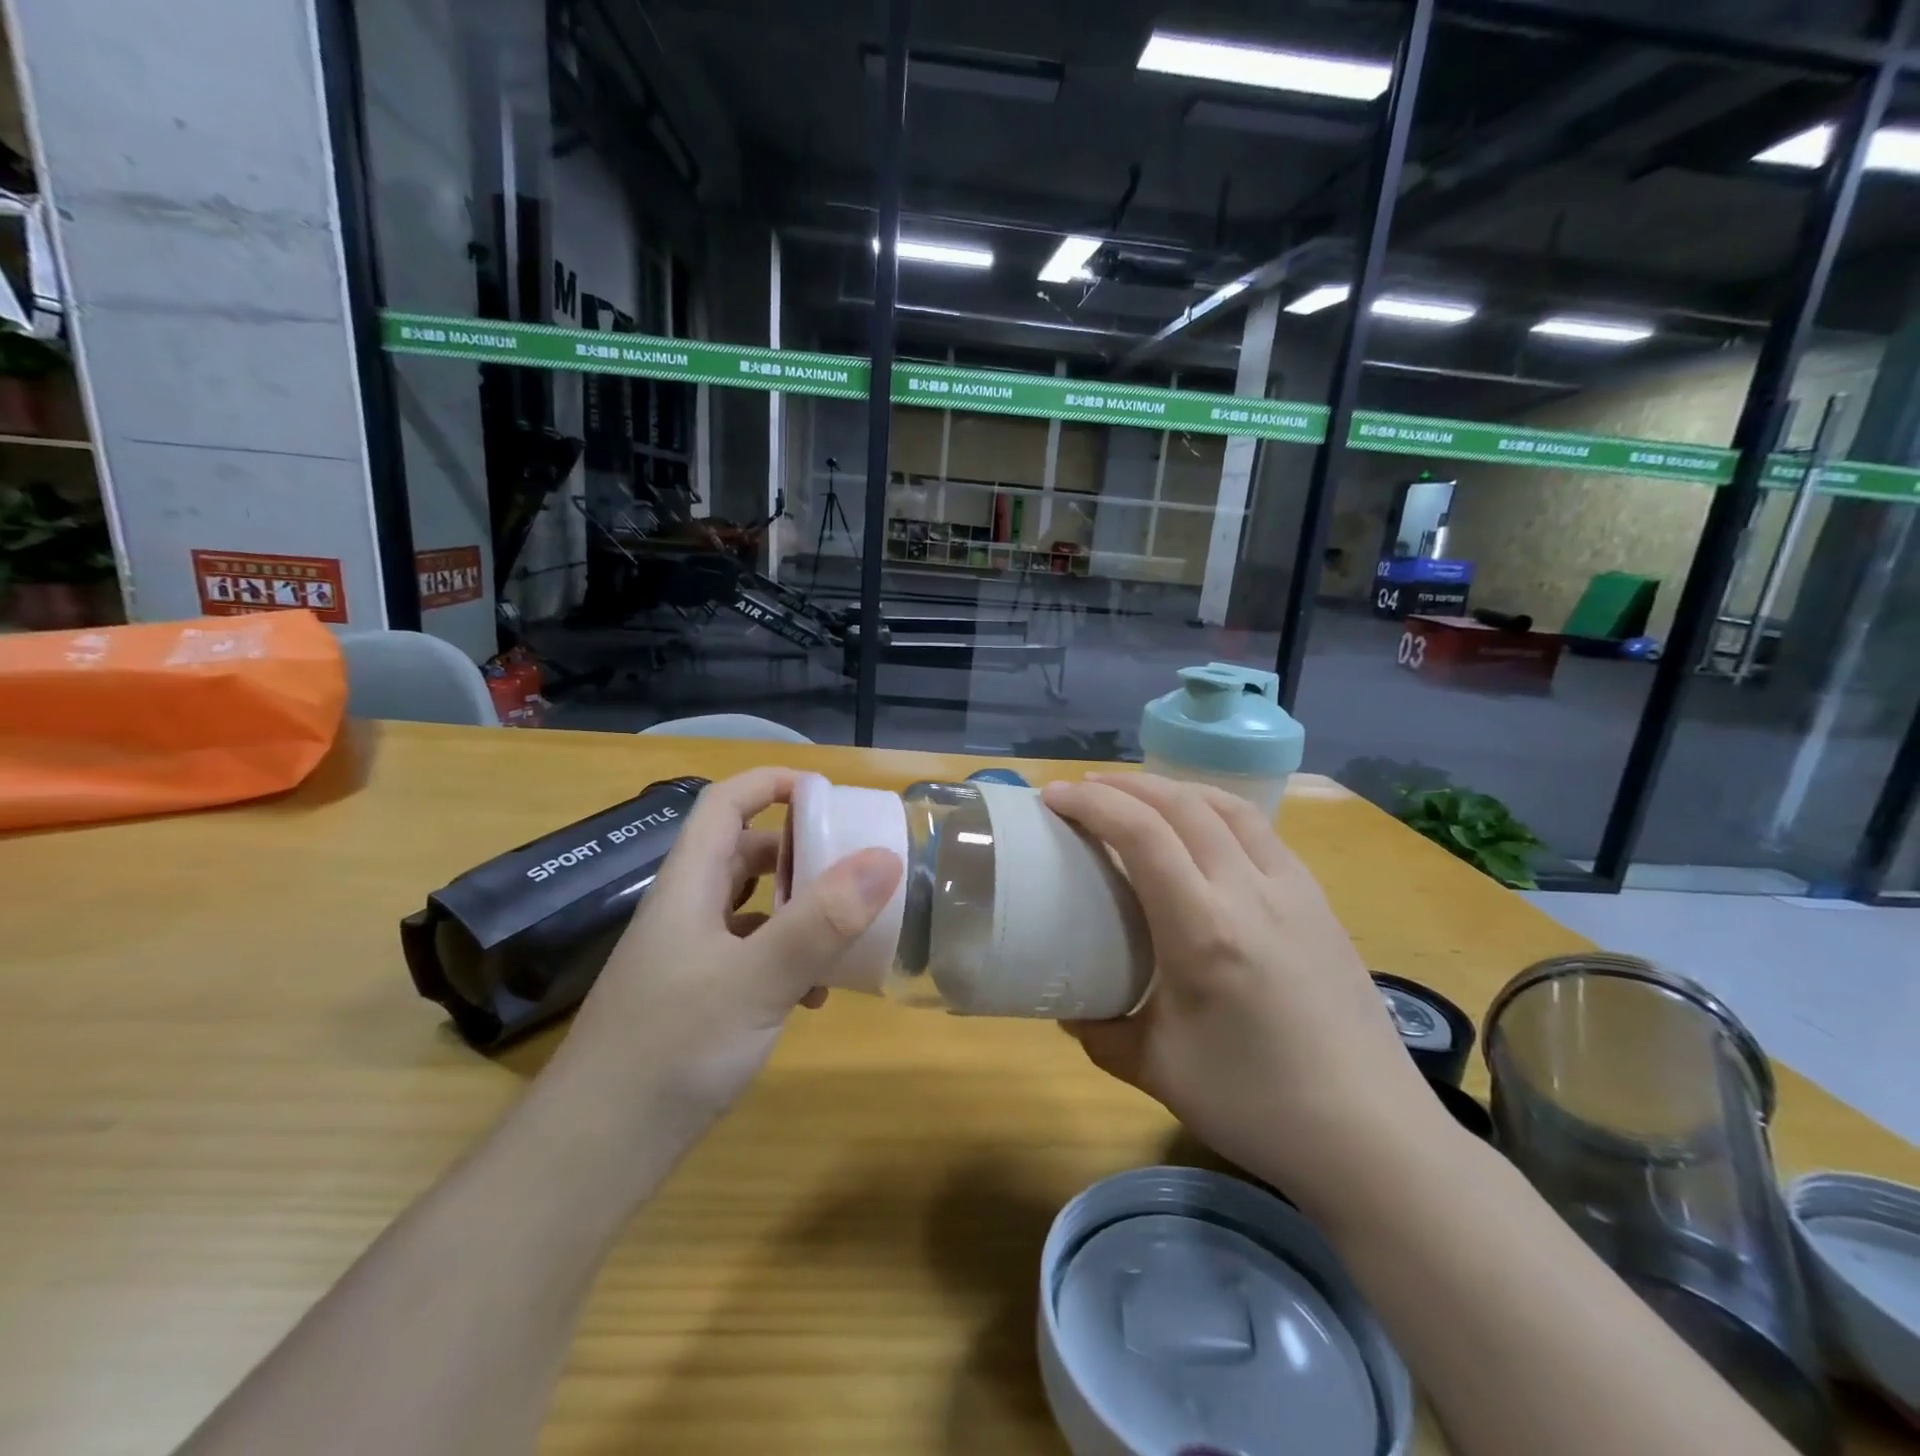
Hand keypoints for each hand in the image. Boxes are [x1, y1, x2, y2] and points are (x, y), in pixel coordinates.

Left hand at [545, 767, 901, 1132]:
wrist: (593, 1154)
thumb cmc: (672, 1051)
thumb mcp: (757, 981)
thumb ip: (821, 921)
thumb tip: (884, 858)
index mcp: (688, 886)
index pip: (724, 804)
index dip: (771, 784)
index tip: (827, 793)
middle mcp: (684, 912)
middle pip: (742, 853)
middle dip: (797, 850)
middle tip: (849, 863)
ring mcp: (687, 957)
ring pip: (750, 907)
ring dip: (796, 908)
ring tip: (843, 930)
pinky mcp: (694, 999)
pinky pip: (749, 955)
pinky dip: (784, 958)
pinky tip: (810, 996)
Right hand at [1040, 773, 1437, 1220]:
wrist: (1373, 1137)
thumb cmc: (1258, 1105)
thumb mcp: (1158, 1071)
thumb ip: (1101, 1031)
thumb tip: (1068, 1008)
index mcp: (1203, 928)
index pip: (1141, 834)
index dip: (1092, 805)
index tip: (1053, 798)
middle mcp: (1250, 891)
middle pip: (1182, 805)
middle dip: (1125, 785)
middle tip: (1084, 790)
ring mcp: (1293, 890)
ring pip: (1228, 807)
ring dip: (1174, 789)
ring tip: (1139, 795)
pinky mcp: (1319, 902)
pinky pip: (1261, 831)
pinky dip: (1217, 810)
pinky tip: (1204, 832)